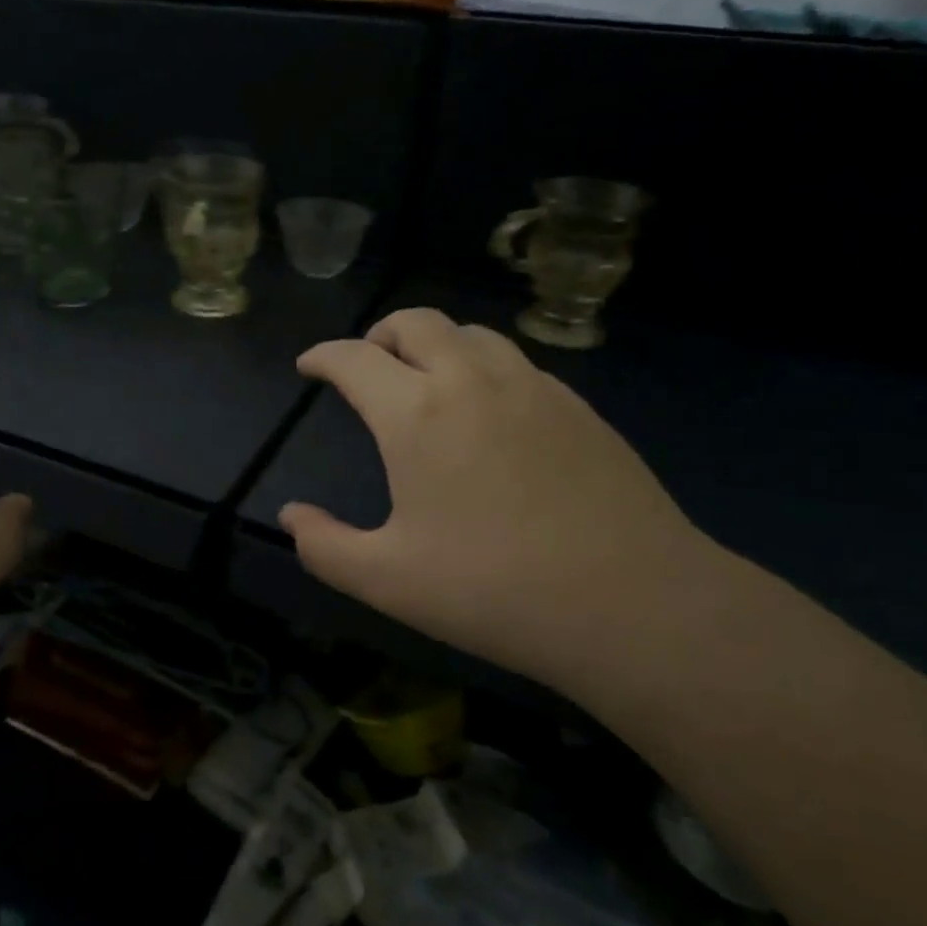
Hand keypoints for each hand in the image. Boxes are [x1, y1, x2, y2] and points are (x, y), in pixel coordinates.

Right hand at [280, 309, 710, 684]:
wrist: (635, 604)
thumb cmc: (495, 591)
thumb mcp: (388, 581)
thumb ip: (325, 546)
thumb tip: (291, 516)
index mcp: (416, 414)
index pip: (354, 358)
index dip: (323, 356)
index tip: (310, 366)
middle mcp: (469, 380)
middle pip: (414, 321)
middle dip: (379, 335)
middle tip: (368, 368)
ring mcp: (531, 386)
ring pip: (469, 333)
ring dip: (434, 344)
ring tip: (426, 381)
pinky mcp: (576, 405)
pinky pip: (515, 362)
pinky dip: (482, 366)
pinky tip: (490, 412)